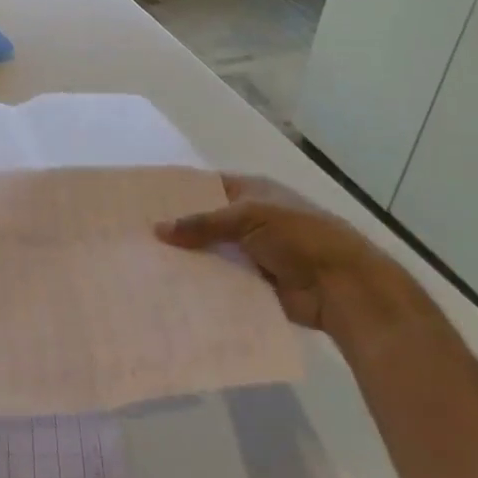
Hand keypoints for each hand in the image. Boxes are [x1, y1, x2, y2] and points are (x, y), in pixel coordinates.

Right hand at [156, 173, 427, 345]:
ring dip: (186, 260)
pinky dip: (201, 286)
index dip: (177, 193)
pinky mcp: (253, 285)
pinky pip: (220, 282)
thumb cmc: (300, 236)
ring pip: (210, 254)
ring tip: (142, 266)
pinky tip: (169, 291)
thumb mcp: (249, 217)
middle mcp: (248, 220)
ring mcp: (251, 254)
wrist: (344, 287)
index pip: (205, 187)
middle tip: (133, 237)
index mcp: (251, 192)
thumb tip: (157, 229)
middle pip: (204, 222)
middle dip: (176, 230)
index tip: (141, 202)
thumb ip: (203, 223)